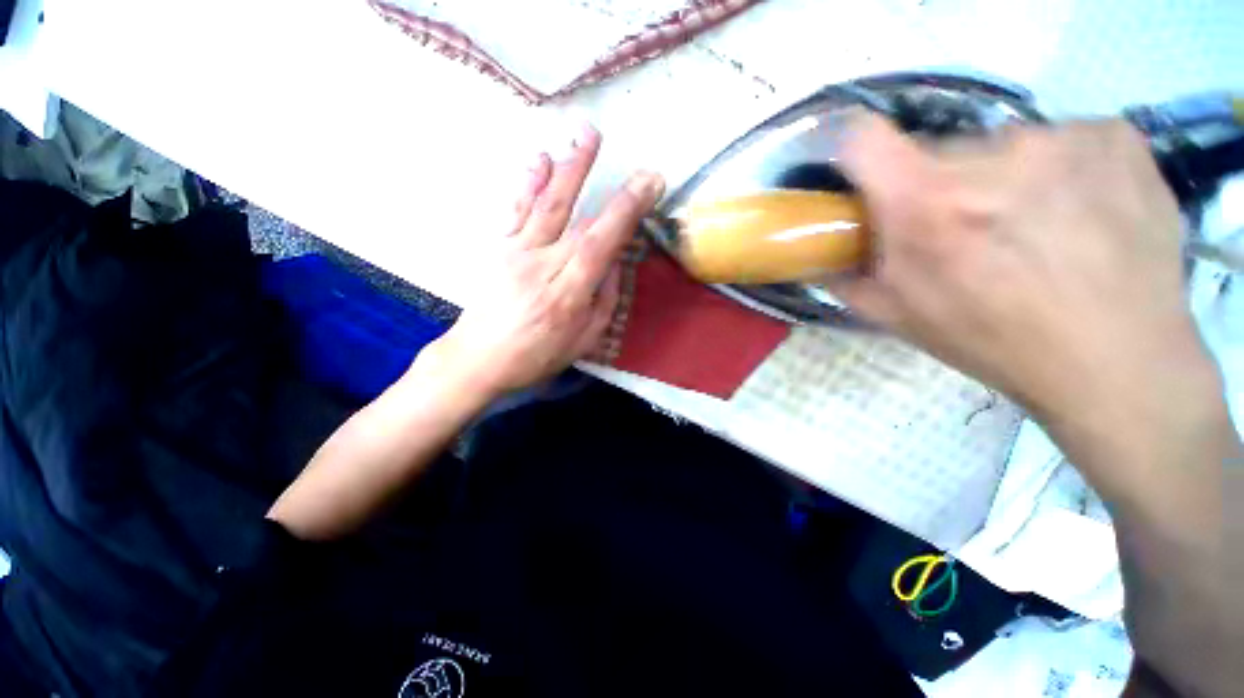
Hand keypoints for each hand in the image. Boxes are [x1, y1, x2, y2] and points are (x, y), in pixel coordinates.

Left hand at [425, 124, 663, 397]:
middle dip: (612, 191)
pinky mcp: (499, 248)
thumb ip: (604, 300)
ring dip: (570, 168)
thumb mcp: (583, 341)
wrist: (478, 358)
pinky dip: (529, 182)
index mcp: (567, 295)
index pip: (600, 244)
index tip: (649, 186)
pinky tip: (540, 160)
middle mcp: (542, 267)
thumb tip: (613, 262)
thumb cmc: (536, 356)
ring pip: (547, 205)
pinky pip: (516, 210)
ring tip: (586, 135)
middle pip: (579, 221)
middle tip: (638, 164)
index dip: (625, 212)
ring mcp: (517, 253)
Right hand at [830, 116, 1216, 423]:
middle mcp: (994, 154)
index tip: (865, 179)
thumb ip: (845, 278)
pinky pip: (1063, 139)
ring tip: (1030, 229)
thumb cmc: (994, 341)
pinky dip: (1059, 170)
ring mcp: (1064, 136)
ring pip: (1003, 147)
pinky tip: (1079, 214)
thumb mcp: (897, 316)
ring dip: (1001, 179)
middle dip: (937, 186)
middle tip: (961, 230)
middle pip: (938, 150)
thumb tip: (818, 256)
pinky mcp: (1116, 135)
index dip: (854, 154)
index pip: (862, 138)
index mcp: (927, 203)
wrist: (1116, 361)